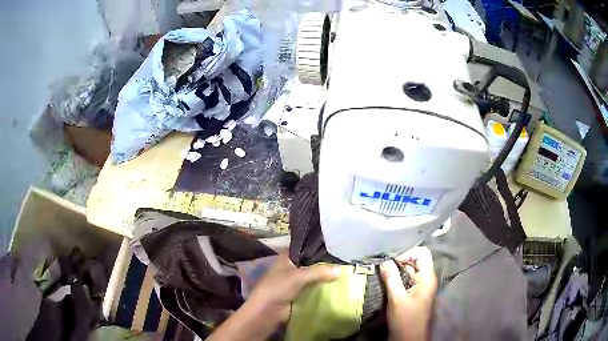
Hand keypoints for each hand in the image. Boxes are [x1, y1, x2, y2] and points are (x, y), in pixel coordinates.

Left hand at [247, 253, 341, 324]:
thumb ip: (319, 271)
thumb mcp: (298, 276)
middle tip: (344, 261)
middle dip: (324, 263)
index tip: (336, 245)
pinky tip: (336, 286)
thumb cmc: (278, 288)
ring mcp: (294, 282)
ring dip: (324, 277)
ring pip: (313, 276)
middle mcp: (290, 267)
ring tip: (344, 272)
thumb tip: (340, 270)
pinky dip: (322, 288)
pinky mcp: (298, 294)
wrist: (267, 312)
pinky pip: (313, 288)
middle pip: (310, 263)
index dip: (318, 247)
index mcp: (286, 257)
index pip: (304, 247)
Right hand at [381, 246, 437, 340]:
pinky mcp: (415, 293)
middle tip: (383, 266)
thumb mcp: (396, 299)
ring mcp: (421, 286)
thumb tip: (384, 260)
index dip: (407, 253)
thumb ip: (391, 278)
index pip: (422, 253)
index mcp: (427, 278)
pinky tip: (387, 281)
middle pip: (416, 260)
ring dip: (397, 270)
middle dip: (400, 261)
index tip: (391, 261)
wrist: (409, 338)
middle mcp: (427, 279)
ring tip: (383, 273)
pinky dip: (398, 278)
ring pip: (411, 270)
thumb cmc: (405, 320)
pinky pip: (408, 279)